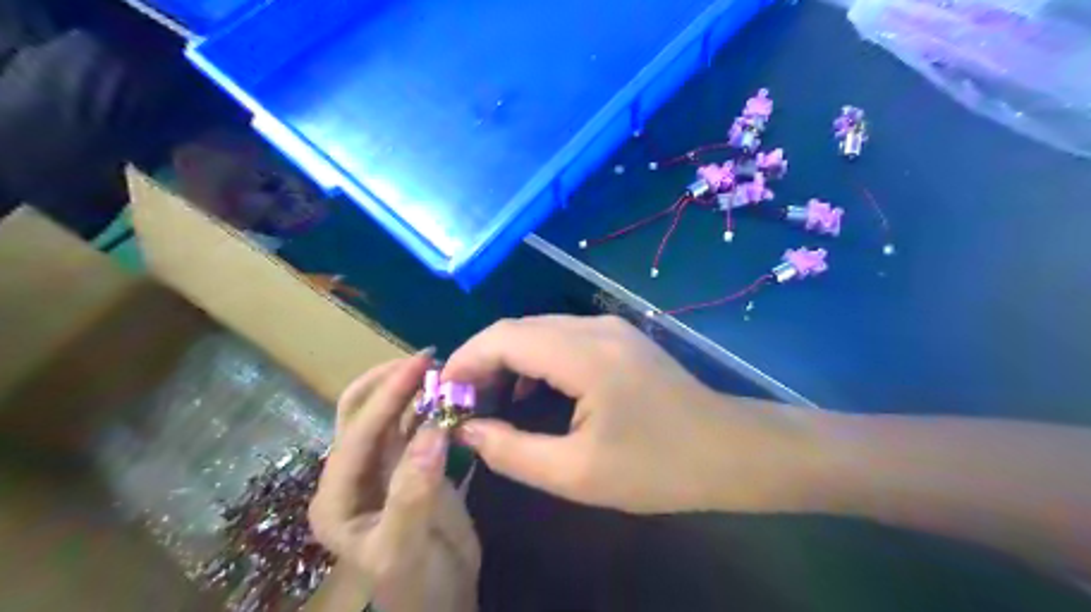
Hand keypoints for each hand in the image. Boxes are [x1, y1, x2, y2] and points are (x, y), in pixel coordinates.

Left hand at [306, 353, 478, 611]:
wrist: (445, 599)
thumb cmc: (415, 584)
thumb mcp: (405, 548)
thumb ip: (413, 491)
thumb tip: (433, 430)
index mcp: (336, 496)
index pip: (356, 434)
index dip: (386, 396)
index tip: (418, 364)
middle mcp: (354, 474)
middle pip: (361, 414)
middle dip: (390, 383)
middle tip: (428, 359)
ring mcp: (385, 467)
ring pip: (390, 416)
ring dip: (412, 390)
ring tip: (442, 369)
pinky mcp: (412, 465)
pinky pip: (417, 426)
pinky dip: (431, 407)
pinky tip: (450, 394)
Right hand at [444, 316, 828, 516]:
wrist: (729, 450)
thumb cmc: (657, 467)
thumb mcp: (576, 473)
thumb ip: (511, 451)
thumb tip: (467, 430)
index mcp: (583, 354)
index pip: (503, 337)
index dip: (466, 360)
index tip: (444, 394)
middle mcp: (593, 327)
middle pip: (518, 328)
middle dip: (482, 359)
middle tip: (463, 402)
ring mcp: (610, 328)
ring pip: (538, 329)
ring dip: (508, 358)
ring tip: (490, 398)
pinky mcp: (619, 337)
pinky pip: (562, 337)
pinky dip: (535, 358)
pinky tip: (531, 390)